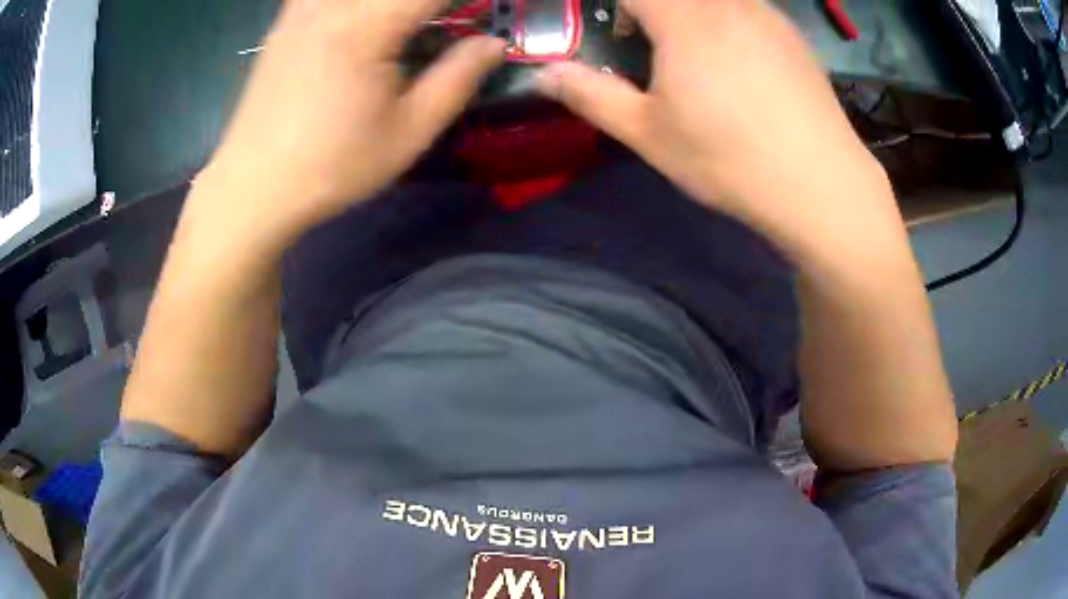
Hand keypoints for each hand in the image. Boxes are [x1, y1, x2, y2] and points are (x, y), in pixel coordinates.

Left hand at [192, 0, 504, 253]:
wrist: (252, 188)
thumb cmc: (332, 167)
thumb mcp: (408, 132)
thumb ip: (457, 79)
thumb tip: (493, 43)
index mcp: (366, 26)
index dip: (466, 1)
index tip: (479, 14)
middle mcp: (331, 5)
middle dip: (426, 5)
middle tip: (440, 25)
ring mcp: (301, 9)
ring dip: (391, 6)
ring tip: (405, 28)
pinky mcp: (283, 23)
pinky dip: (348, 8)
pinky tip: (356, 24)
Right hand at [536, 0, 902, 265]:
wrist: (820, 184)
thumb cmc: (728, 159)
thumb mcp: (648, 133)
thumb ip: (590, 95)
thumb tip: (544, 75)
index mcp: (684, 17)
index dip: (617, 7)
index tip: (619, 35)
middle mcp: (727, 3)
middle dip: (651, 11)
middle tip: (649, 43)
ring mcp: (767, 15)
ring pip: (716, 0)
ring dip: (692, 14)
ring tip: (696, 55)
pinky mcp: (794, 36)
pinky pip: (748, 9)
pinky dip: (729, 20)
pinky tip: (742, 65)